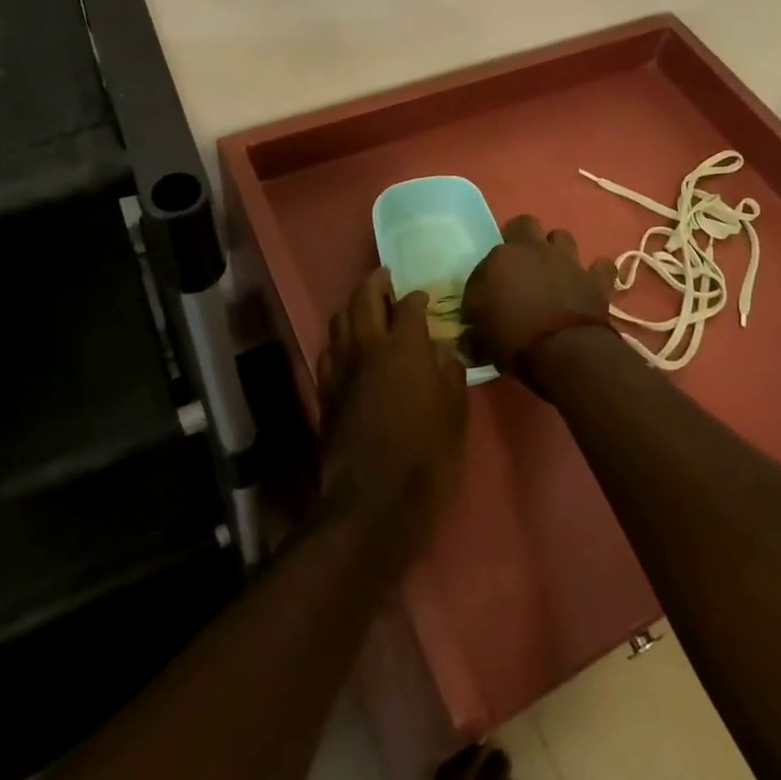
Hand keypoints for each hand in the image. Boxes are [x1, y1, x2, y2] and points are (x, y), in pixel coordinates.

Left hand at [317, 268, 468, 559]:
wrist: (373, 501)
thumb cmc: (426, 456)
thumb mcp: (455, 413)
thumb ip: (449, 373)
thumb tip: (442, 351)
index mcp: (404, 345)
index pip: (409, 304)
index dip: (418, 297)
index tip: (424, 297)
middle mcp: (368, 346)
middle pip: (365, 298)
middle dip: (376, 283)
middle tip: (386, 278)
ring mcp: (341, 367)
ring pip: (340, 319)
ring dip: (353, 306)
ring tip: (366, 307)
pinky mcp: (325, 390)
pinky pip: (329, 349)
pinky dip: (339, 337)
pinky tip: (348, 346)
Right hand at [462, 215, 616, 385]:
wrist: (566, 352)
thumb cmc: (515, 342)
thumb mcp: (482, 340)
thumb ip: (475, 330)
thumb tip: (470, 333)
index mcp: (500, 259)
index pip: (485, 260)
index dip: (485, 279)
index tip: (485, 300)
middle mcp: (533, 250)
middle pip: (524, 224)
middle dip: (520, 238)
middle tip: (517, 265)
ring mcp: (567, 261)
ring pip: (561, 236)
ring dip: (556, 249)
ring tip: (552, 269)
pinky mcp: (595, 279)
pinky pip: (601, 267)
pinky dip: (596, 273)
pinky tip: (590, 282)